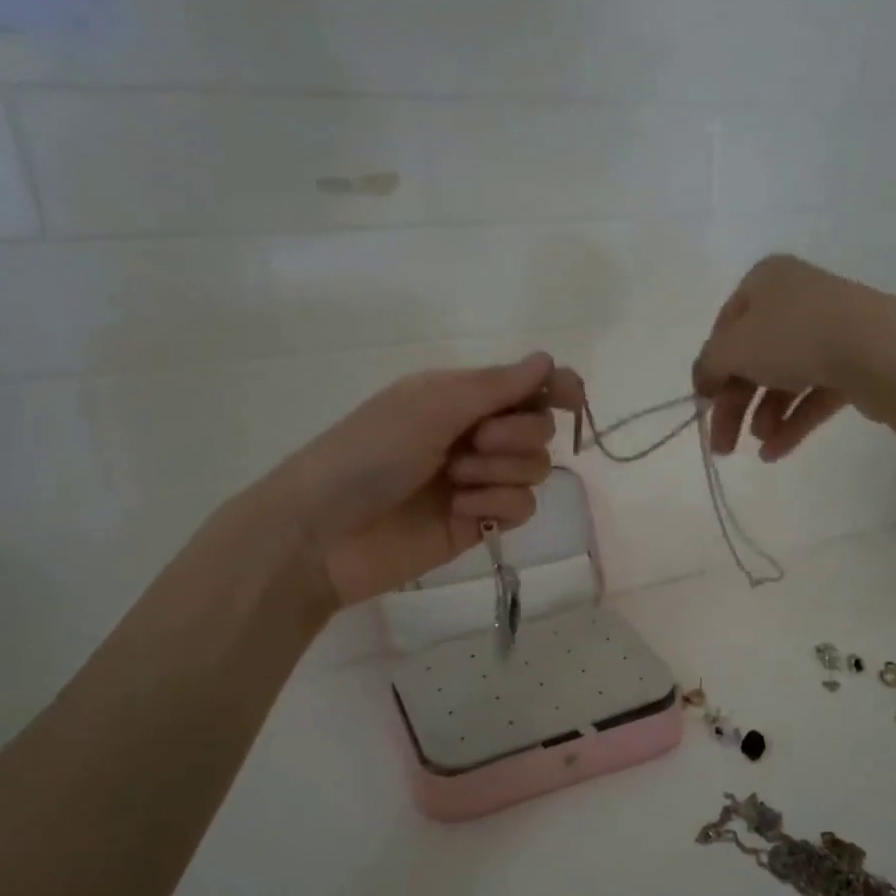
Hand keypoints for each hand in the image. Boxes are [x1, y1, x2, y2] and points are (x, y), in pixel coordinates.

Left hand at [266, 353, 583, 608]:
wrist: (323, 535)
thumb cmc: (368, 454)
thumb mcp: (430, 406)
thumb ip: (495, 386)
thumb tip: (548, 361)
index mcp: (458, 397)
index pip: (524, 386)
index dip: (554, 388)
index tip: (572, 398)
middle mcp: (473, 434)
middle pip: (538, 427)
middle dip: (516, 434)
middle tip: (475, 442)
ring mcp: (477, 481)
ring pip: (535, 469)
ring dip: (501, 470)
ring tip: (457, 481)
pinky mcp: (478, 523)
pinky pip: (521, 507)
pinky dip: (497, 505)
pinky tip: (461, 511)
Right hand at [691, 255, 895, 460]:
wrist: (879, 349)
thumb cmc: (794, 337)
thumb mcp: (732, 348)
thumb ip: (708, 365)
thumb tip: (704, 382)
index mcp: (766, 281)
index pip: (725, 326)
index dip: (711, 366)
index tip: (704, 402)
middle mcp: (797, 299)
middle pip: (753, 358)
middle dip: (735, 405)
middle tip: (722, 445)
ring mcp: (830, 330)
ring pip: (784, 378)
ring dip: (764, 415)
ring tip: (759, 445)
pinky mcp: (855, 362)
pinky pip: (814, 393)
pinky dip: (793, 422)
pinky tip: (776, 452)